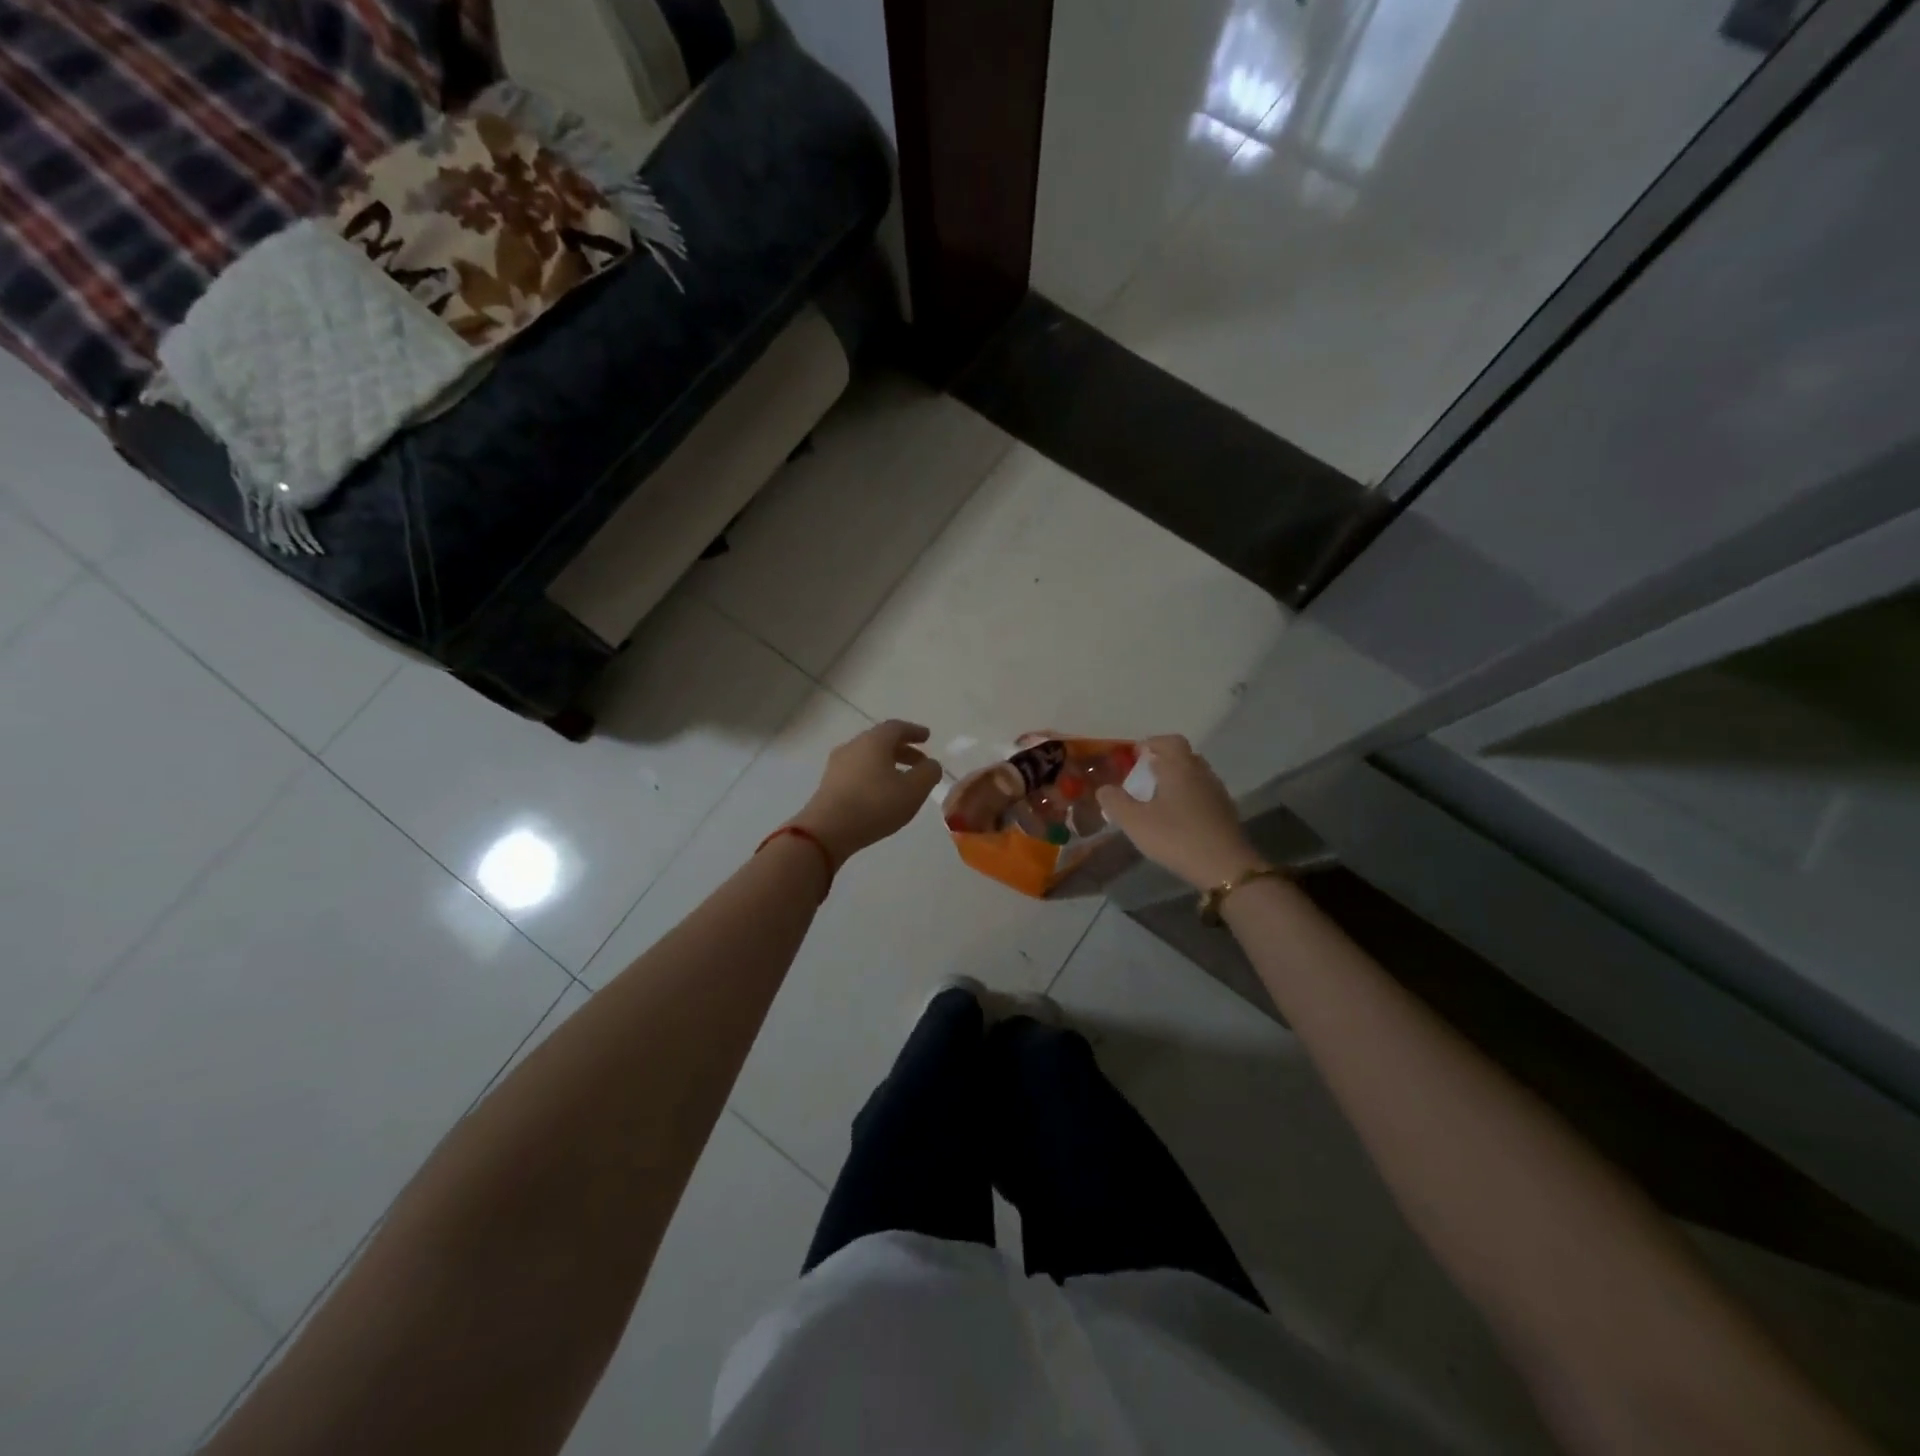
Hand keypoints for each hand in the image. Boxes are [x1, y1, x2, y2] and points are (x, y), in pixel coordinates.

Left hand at [793, 720, 943, 865]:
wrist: (827, 830)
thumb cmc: (875, 805)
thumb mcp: (913, 790)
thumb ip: (928, 773)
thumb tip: (931, 764)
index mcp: (874, 741)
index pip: (897, 727)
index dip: (914, 731)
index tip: (927, 737)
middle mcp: (854, 746)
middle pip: (881, 741)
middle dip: (903, 749)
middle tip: (920, 761)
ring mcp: (838, 765)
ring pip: (868, 757)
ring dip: (888, 763)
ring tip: (902, 780)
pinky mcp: (829, 783)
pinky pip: (857, 771)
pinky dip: (873, 775)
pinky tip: (880, 792)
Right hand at [1096, 735, 1259, 890]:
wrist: (1226, 867)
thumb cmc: (1176, 837)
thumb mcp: (1135, 822)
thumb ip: (1115, 802)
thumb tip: (1103, 789)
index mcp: (1180, 767)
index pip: (1169, 741)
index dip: (1152, 743)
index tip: (1136, 755)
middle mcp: (1201, 773)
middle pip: (1184, 756)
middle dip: (1163, 761)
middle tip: (1144, 777)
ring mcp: (1217, 793)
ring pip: (1195, 776)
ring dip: (1177, 780)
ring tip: (1158, 799)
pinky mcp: (1226, 813)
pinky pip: (1203, 794)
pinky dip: (1188, 797)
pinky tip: (1177, 818)